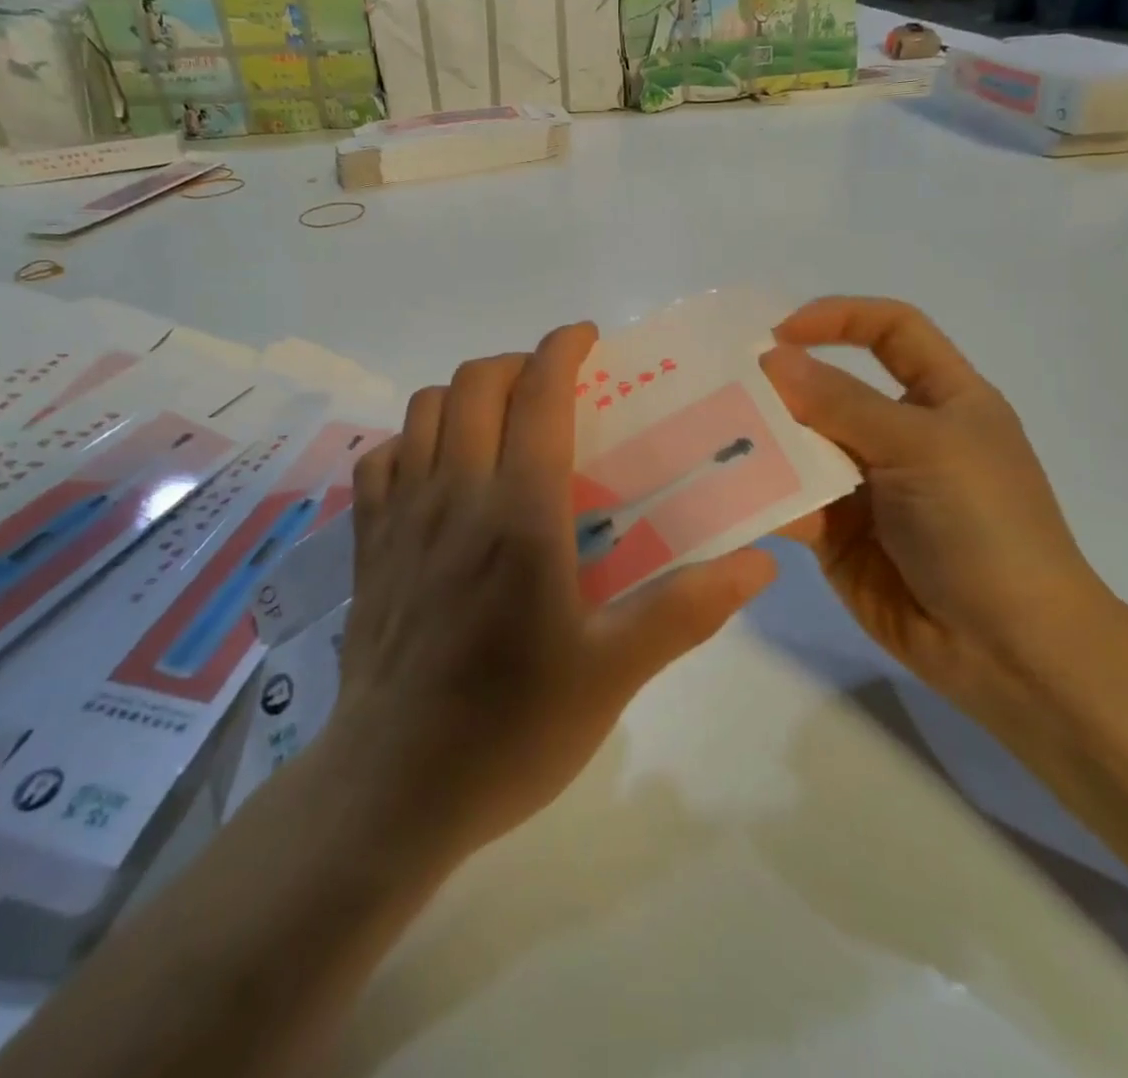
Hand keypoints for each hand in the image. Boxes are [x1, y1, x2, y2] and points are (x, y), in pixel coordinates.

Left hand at [331, 323, 777, 856]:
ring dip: (465, 395)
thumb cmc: (510, 729)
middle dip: (517, 364)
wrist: (393, 789)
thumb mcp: (614, 674)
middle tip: (554, 389)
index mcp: (518, 514)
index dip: (563, 350)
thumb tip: (760, 564)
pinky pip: (382, 458)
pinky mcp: (367, 544)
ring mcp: (400, 516)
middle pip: (474, 384)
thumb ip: (687, 609)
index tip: (588, 338)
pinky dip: (414, 440)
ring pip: (423, 409)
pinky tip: (438, 471)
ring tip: (500, 424)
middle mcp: (454, 494)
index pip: (537, 396)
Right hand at [760, 297, 1117, 737]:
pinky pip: (789, 500)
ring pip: (801, 446)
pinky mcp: (836, 533)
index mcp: (942, 399)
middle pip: (831, 389)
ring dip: (761, 440)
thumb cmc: (983, 526)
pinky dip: (759, 492)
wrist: (1008, 650)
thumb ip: (842, 402)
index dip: (840, 317)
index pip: (892, 331)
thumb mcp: (921, 446)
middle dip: (780, 385)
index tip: (779, 332)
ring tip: (707, 435)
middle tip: (719, 386)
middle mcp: (900, 435)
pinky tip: (723, 490)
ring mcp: (865, 486)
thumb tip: (772, 359)